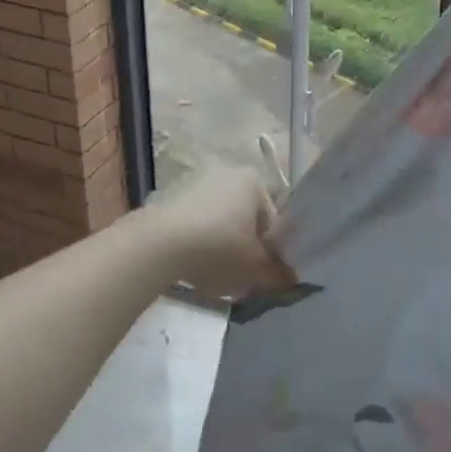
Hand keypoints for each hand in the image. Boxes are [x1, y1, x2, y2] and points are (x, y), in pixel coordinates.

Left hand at [138, 164, 294, 298]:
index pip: (273, 219)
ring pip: (219, 221)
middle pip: (245, 218)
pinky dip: (196, 242)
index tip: (262, 275)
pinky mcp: (170, 197)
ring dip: (220, 245)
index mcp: (255, 181)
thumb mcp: (256, 268)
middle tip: (240, 278)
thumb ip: (278, 272)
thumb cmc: (219, 248)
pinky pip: (194, 224)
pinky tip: (190, 267)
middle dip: (245, 247)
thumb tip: (291, 276)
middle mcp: (228, 173)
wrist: (159, 244)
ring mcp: (196, 182)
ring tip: (213, 276)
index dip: (271, 251)